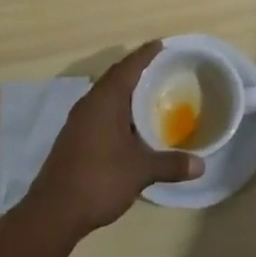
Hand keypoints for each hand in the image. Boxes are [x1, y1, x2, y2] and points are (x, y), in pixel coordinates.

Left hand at [22, 41, 203, 241]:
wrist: (53, 212)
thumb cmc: (99, 179)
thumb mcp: (140, 171)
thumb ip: (171, 164)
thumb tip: (202, 165)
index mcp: (106, 100)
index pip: (128, 67)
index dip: (146, 54)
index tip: (162, 44)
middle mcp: (90, 103)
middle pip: (116, 77)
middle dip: (137, 70)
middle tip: (162, 68)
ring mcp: (78, 120)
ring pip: (106, 95)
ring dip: (126, 91)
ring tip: (150, 93)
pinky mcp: (74, 137)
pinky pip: (100, 111)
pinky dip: (117, 109)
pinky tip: (130, 124)